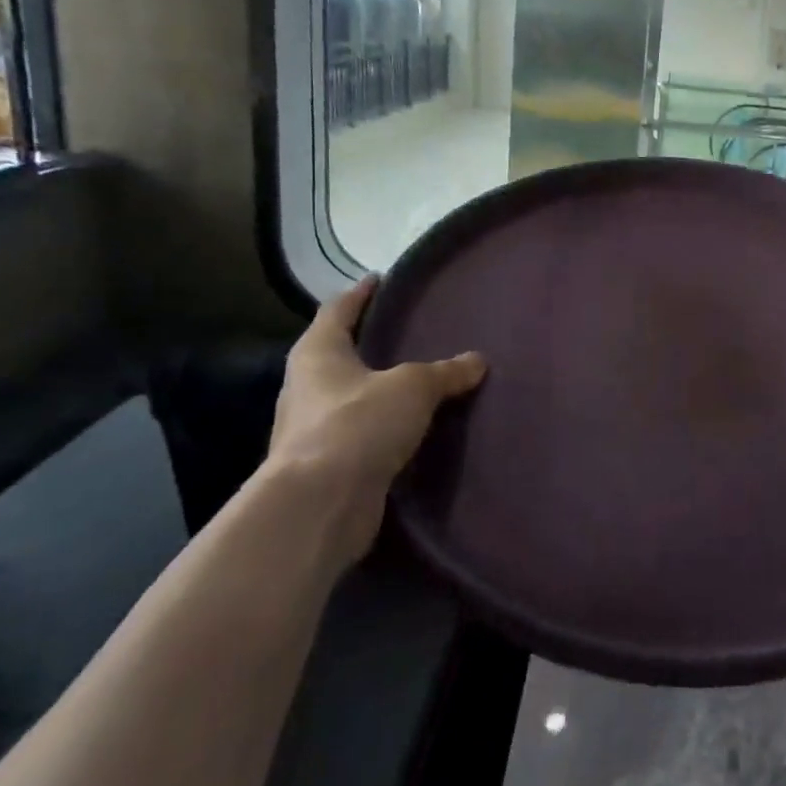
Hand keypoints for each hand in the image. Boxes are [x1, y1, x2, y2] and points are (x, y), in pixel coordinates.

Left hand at [265, 274, 485, 565]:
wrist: (320, 506)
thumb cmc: (357, 425)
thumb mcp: (412, 388)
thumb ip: (445, 372)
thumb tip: (477, 361)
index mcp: (318, 353)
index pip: (338, 309)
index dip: (360, 293)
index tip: (380, 279)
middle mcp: (308, 386)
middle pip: (340, 353)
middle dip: (371, 342)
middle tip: (410, 330)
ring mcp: (314, 428)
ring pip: (352, 396)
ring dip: (379, 388)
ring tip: (419, 379)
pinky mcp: (329, 464)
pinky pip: (363, 433)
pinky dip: (385, 426)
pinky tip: (414, 426)